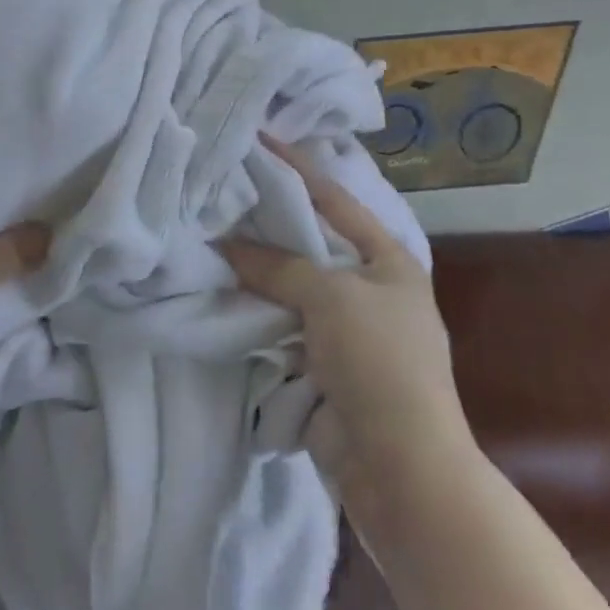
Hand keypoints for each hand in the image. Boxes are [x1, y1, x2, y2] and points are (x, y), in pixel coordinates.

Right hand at [219, 138, 474, 527]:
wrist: (402, 469)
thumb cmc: (379, 363)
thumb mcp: (331, 298)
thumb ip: (278, 265)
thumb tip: (227, 244)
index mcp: (387, 259)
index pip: (334, 198)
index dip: (295, 168)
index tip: (257, 140)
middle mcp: (369, 287)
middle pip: (308, 243)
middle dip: (266, 224)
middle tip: (218, 195)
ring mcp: (346, 329)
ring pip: (290, 287)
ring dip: (255, 273)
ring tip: (208, 240)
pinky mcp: (324, 364)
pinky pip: (284, 326)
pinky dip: (257, 313)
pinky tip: (220, 294)